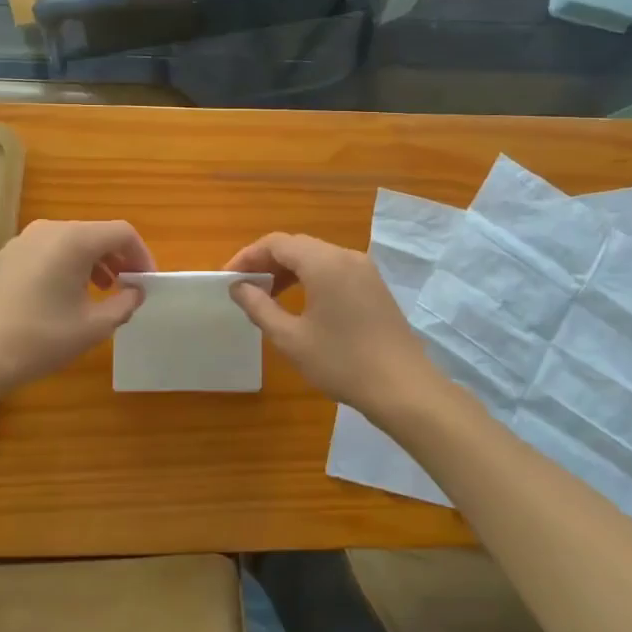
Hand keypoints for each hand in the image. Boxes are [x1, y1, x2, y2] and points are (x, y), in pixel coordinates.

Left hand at [0, 219, 154, 399]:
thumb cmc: (39, 339)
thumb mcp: (92, 327)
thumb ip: (123, 304)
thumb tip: (135, 291)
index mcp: (73, 239)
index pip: (121, 233)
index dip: (142, 255)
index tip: (147, 284)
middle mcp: (49, 229)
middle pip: (96, 234)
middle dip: (118, 259)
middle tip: (128, 289)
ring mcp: (23, 241)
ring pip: (72, 242)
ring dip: (93, 263)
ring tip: (100, 294)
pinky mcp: (6, 256)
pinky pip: (49, 252)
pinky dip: (68, 266)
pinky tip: (65, 298)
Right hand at [223, 233, 437, 417]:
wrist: (404, 388)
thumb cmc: (341, 362)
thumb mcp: (291, 339)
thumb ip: (259, 307)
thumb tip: (238, 287)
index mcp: (323, 262)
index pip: (276, 243)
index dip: (248, 256)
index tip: (228, 278)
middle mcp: (345, 256)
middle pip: (297, 246)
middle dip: (266, 262)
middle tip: (244, 287)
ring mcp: (364, 269)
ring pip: (316, 256)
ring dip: (288, 270)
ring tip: (266, 296)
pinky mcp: (374, 285)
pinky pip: (334, 269)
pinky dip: (310, 277)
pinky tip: (300, 303)